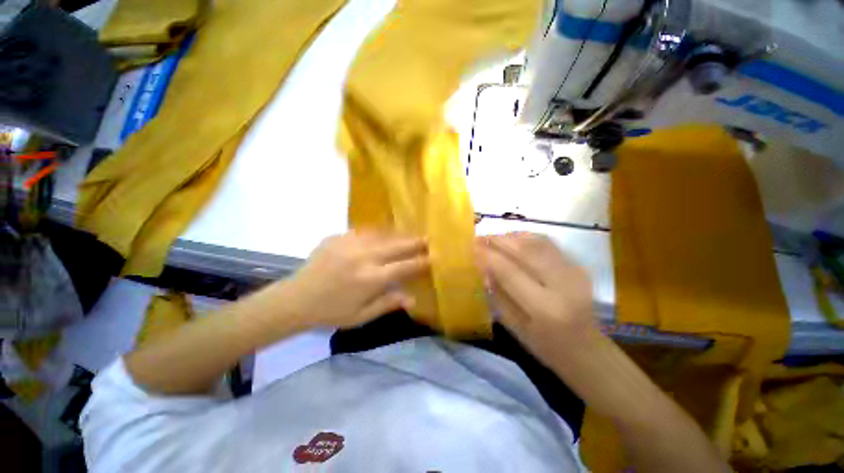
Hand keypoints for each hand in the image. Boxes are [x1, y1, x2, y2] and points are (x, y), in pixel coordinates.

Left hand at [285, 231, 428, 328]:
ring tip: (409, 234)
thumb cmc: (330, 312)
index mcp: (371, 279)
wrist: (295, 299)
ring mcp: (350, 244)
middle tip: (428, 238)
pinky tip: (384, 233)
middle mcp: (364, 257)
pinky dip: (379, 232)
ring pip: (383, 234)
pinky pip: (365, 230)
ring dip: (399, 234)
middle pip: (397, 245)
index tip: (434, 256)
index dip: (422, 261)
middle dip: (415, 242)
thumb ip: (387, 304)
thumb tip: (412, 298)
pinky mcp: (339, 237)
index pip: (405, 267)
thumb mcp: (361, 317)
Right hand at [476, 232, 597, 362]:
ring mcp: (574, 272)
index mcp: (544, 308)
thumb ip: (497, 293)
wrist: (586, 349)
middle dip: (497, 240)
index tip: (471, 246)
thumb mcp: (513, 325)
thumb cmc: (544, 345)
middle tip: (478, 238)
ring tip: (492, 238)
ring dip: (510, 236)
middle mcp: (563, 285)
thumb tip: (482, 266)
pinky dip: (525, 238)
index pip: (509, 271)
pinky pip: (547, 244)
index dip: (488, 255)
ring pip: (537, 242)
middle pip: (525, 250)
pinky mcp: (578, 266)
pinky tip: (512, 240)